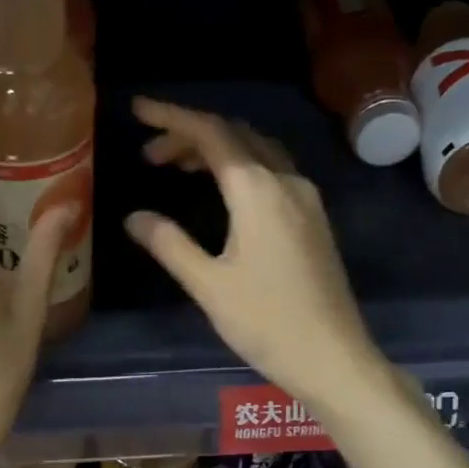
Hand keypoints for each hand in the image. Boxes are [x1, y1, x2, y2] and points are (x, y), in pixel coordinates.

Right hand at [124, 98, 389, 414]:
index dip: (172, 117)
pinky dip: (240, 168)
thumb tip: (135, 216)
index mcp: (257, 190)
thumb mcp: (208, 284)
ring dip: (217, 150)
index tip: (138, 110)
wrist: (333, 357)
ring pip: (257, 152)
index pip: (211, 134)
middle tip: (149, 154)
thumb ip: (169, 244)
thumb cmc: (266, 322)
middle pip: (235, 136)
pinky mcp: (314, 219)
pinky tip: (222, 192)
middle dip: (190, 135)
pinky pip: (273, 172)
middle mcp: (286, 182)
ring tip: (176, 168)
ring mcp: (306, 199)